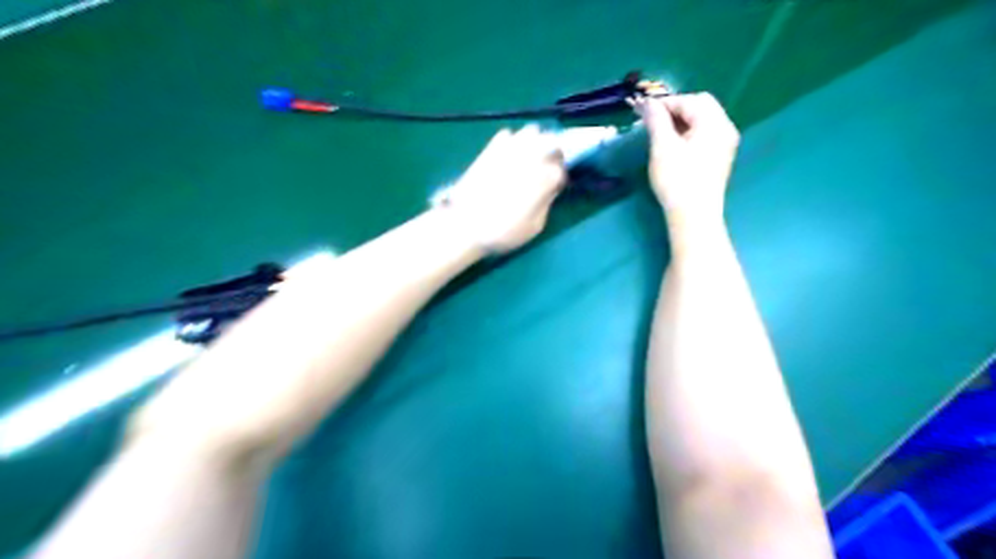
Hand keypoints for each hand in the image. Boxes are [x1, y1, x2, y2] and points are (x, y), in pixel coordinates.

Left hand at [432, 125, 562, 252]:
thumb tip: (552, 188)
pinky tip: (508, 157)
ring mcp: (510, 149)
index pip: (562, 168)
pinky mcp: (490, 149)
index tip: (556, 186)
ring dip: (535, 142)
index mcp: (545, 178)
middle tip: (546, 169)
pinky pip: (507, 135)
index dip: (560, 177)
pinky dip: (512, 142)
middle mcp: (531, 157)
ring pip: (532, 132)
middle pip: (551, 143)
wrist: (465, 226)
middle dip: (552, 154)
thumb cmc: (503, 232)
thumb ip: (547, 203)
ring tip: (530, 158)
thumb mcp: (535, 226)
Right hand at [630, 91, 737, 222]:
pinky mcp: (719, 159)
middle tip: (652, 121)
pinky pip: (704, 136)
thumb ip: (656, 119)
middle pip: (700, 107)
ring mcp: (725, 145)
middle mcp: (725, 129)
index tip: (643, 111)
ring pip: (702, 122)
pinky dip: (687, 134)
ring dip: (680, 122)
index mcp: (715, 123)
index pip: (690, 100)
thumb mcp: (662, 147)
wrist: (694, 216)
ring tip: (659, 133)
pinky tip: (673, 146)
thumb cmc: (677, 180)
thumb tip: (648, 103)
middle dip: (675, 110)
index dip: (665, 103)